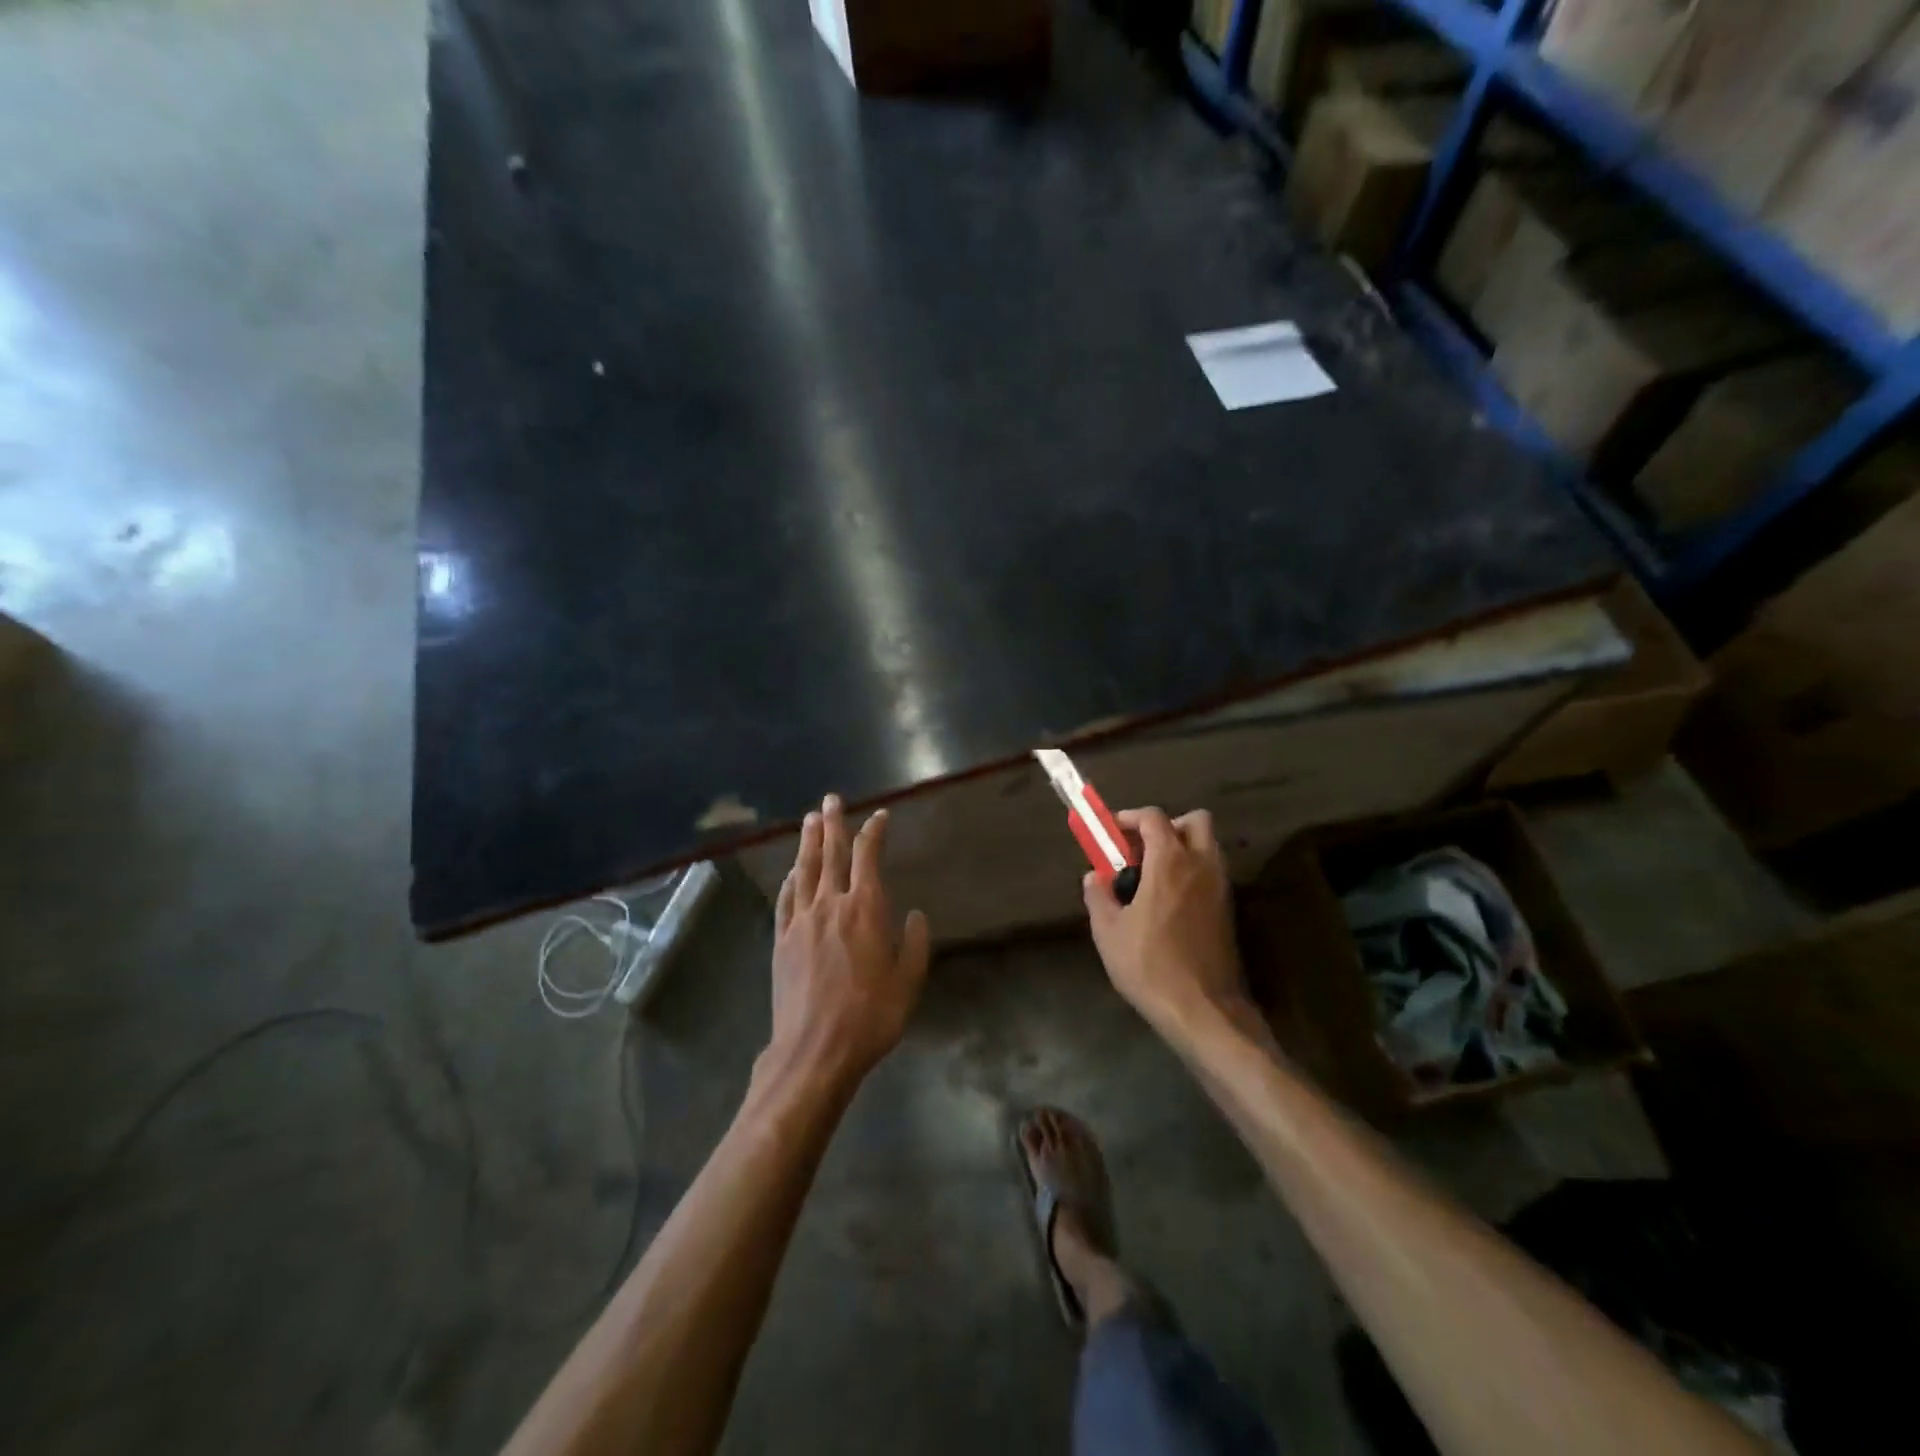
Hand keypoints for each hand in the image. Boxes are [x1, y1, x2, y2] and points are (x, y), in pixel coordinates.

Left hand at [770, 794, 930, 1091]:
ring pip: (805, 871)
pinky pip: (786, 900)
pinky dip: (790, 881)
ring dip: (808, 842)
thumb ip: (914, 944)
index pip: (869, 857)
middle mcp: (831, 905)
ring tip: (809, 819)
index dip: (874, 832)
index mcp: (865, 909)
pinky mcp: (782, 940)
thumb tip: (914, 914)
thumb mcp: (908, 982)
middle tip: (831, 799)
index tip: (880, 816)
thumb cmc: (870, 1016)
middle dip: (833, 824)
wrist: (815, 1050)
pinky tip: (792, 872)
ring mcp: (802, 921)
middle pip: (831, 854)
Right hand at [1083, 807, 1249, 1032]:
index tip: (1112, 832)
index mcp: (1170, 862)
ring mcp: (1220, 888)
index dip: (1130, 818)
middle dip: (1167, 826)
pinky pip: (1211, 873)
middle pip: (1195, 821)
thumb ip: (1099, 896)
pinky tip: (1170, 902)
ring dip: (1182, 848)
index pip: (1154, 817)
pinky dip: (1192, 873)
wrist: (1203, 1010)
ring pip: (1208, 847)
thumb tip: (1094, 876)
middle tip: (1141, 850)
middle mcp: (1201, 865)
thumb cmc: (1150, 966)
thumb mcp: (1108, 932)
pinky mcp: (1229, 910)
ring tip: (1152, 877)